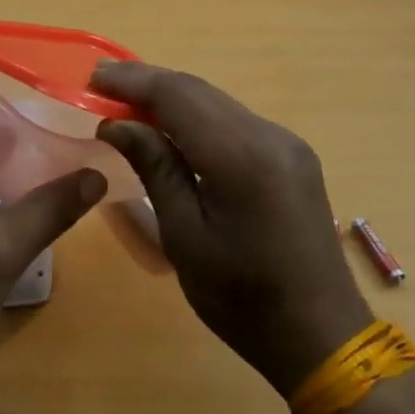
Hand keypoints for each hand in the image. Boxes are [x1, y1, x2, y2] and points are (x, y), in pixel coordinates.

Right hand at [93, 63, 371, 397]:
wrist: (321, 335)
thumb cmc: (242, 298)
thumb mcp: (185, 236)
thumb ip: (155, 168)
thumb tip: (117, 123)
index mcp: (242, 156)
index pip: (178, 96)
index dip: (133, 81)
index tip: (93, 77)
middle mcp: (269, 135)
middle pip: (199, 90)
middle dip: (149, 82)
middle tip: (101, 84)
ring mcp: (286, 143)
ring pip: (218, 102)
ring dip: (172, 97)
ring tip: (127, 101)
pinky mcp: (292, 156)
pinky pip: (235, 121)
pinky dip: (198, 116)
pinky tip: (172, 127)